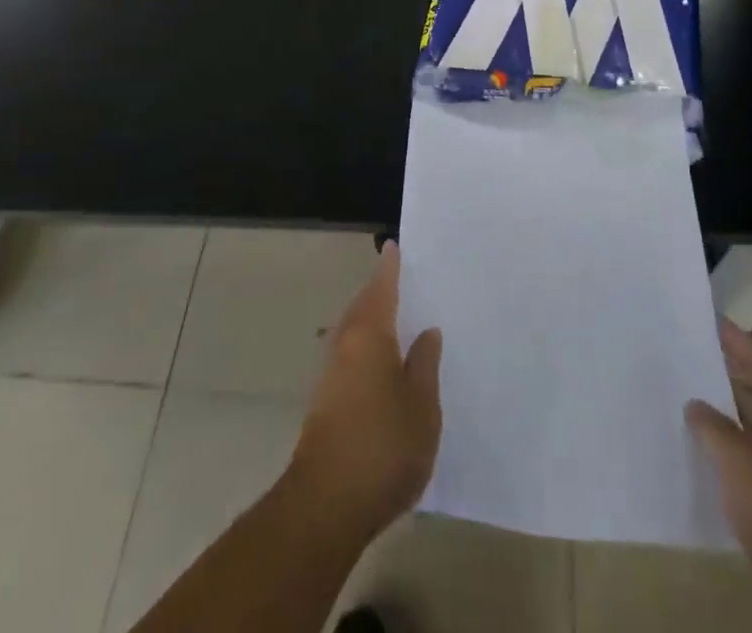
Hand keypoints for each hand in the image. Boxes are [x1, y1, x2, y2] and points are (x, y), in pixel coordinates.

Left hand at [288, 242, 443, 541]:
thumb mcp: (422, 406)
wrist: (325, 506)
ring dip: (370, 319)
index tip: (393, 246)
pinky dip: (365, 345)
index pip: (381, 288)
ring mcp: (330, 374)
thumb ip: (425, 364)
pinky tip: (382, 362)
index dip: (389, 267)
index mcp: (369, 335)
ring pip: (353, 331)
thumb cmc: (382, 447)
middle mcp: (345, 345)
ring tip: (396, 317)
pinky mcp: (325, 402)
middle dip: (378, 291)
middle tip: (400, 278)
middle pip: (362, 306)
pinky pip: (349, 355)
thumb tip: (426, 332)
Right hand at [687, 323, 751, 631]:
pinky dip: (727, 466)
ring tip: (678, 405)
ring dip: (722, 428)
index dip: (734, 339)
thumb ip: (710, 423)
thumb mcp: (738, 455)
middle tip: (682, 360)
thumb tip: (695, 405)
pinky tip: (695, 459)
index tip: (705, 318)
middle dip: (722, 383)